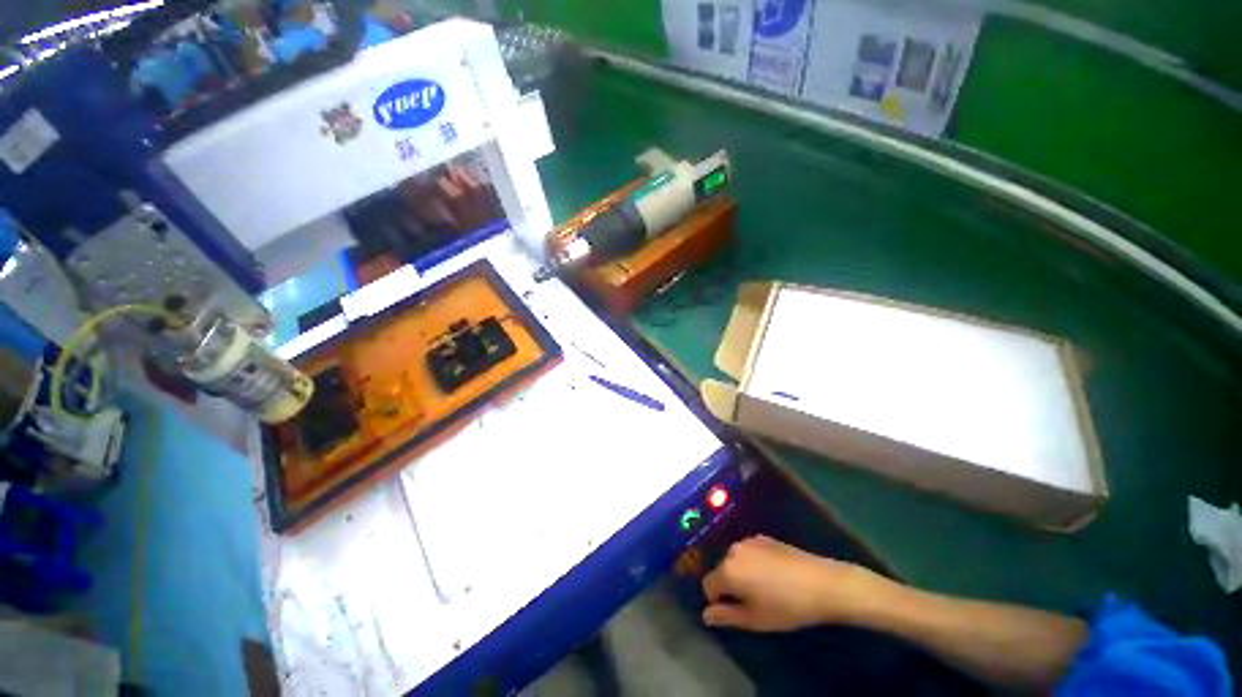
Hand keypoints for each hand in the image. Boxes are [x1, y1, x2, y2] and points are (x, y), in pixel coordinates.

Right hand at [700, 535, 889, 631]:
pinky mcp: (763, 537)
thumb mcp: (755, 619)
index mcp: (727, 570)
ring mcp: (748, 540)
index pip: (708, 585)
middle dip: (730, 585)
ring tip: (765, 588)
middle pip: (721, 570)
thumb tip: (705, 615)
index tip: (737, 611)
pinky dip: (753, 562)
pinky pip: (749, 552)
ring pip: (735, 560)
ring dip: (742, 573)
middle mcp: (732, 550)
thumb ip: (726, 616)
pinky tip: (774, 574)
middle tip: (753, 602)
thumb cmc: (786, 607)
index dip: (718, 601)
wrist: (821, 583)